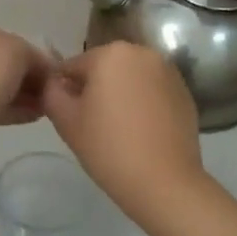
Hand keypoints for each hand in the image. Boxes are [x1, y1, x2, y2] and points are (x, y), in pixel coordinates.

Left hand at [0, 13, 52, 136]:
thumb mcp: (21, 49)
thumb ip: (35, 55)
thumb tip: (46, 68)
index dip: (24, 50)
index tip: (43, 67)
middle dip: (20, 75)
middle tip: (45, 88)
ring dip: (15, 94)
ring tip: (43, 106)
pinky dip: (4, 108)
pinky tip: (31, 117)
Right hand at [43, 42, 204, 221]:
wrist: (164, 182)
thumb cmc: (109, 148)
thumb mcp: (66, 120)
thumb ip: (51, 92)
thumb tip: (54, 82)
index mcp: (111, 53)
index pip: (73, 66)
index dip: (65, 91)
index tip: (68, 117)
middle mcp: (143, 52)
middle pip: (105, 68)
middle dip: (95, 89)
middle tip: (91, 124)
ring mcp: (168, 71)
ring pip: (130, 78)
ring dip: (120, 94)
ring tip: (117, 129)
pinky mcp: (185, 92)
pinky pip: (152, 91)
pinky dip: (143, 103)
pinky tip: (141, 131)